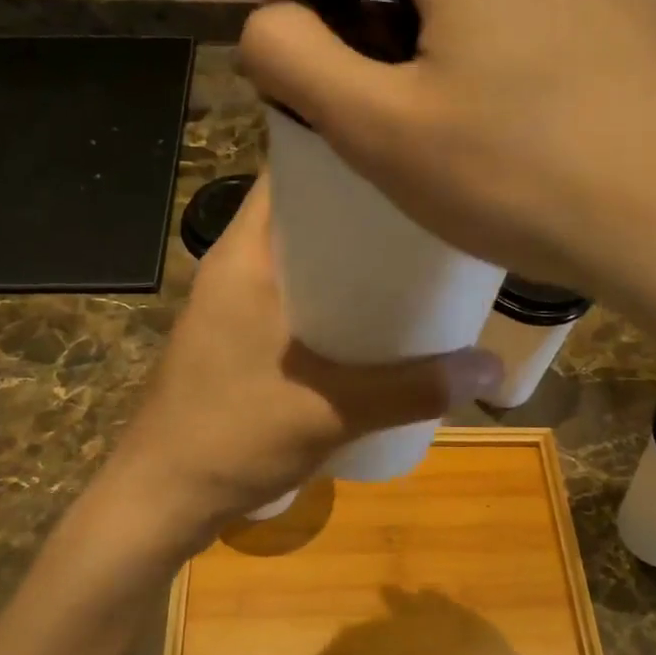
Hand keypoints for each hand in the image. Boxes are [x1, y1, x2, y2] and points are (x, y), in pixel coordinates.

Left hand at [108, 181, 501, 532]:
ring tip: (413, 260)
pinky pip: (294, 296)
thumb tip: (493, 367)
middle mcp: (236, 267)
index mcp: (245, 256)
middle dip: (363, 212)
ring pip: (300, 258)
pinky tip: (375, 319)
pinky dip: (332, 297)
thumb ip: (414, 389)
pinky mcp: (237, 339)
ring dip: (349, 259)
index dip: (346, 155)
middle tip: (428, 214)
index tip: (405, 155)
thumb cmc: (233, 436)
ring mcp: (233, 305)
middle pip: (304, 215)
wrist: (162, 499)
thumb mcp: (333, 410)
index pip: (291, 172)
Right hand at [238, 0, 655, 346]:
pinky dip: (506, 44)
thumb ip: (298, 63)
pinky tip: (518, 110)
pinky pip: (550, 14)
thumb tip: (265, 25)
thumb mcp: (380, 131)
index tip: (277, 24)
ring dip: (442, 25)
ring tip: (435, 99)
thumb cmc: (520, 177)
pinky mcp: (649, 20)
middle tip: (353, 78)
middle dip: (369, 3)